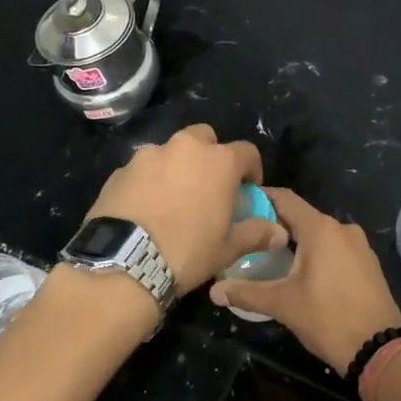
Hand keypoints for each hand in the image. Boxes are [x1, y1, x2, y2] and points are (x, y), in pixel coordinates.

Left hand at [83, 125, 285, 289]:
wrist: (124, 263)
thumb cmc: (187, 252)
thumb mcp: (227, 249)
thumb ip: (256, 233)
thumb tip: (280, 233)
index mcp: (218, 161)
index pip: (246, 152)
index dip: (251, 169)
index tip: (248, 189)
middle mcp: (184, 148)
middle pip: (204, 138)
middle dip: (210, 155)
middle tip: (208, 186)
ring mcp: (148, 156)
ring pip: (170, 151)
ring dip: (176, 166)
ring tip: (173, 198)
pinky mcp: (120, 170)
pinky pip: (142, 169)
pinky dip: (148, 181)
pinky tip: (145, 207)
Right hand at [209, 188, 400, 373]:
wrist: (380, 350)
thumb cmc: (328, 319)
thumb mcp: (283, 305)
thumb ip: (247, 292)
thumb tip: (214, 291)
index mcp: (320, 229)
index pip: (284, 199)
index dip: (260, 197)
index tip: (238, 203)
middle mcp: (341, 228)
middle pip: (301, 216)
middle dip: (275, 223)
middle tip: (247, 235)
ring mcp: (359, 245)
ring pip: (319, 233)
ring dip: (296, 240)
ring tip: (269, 254)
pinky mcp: (367, 263)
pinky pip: (335, 248)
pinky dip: (316, 252)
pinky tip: (300, 271)